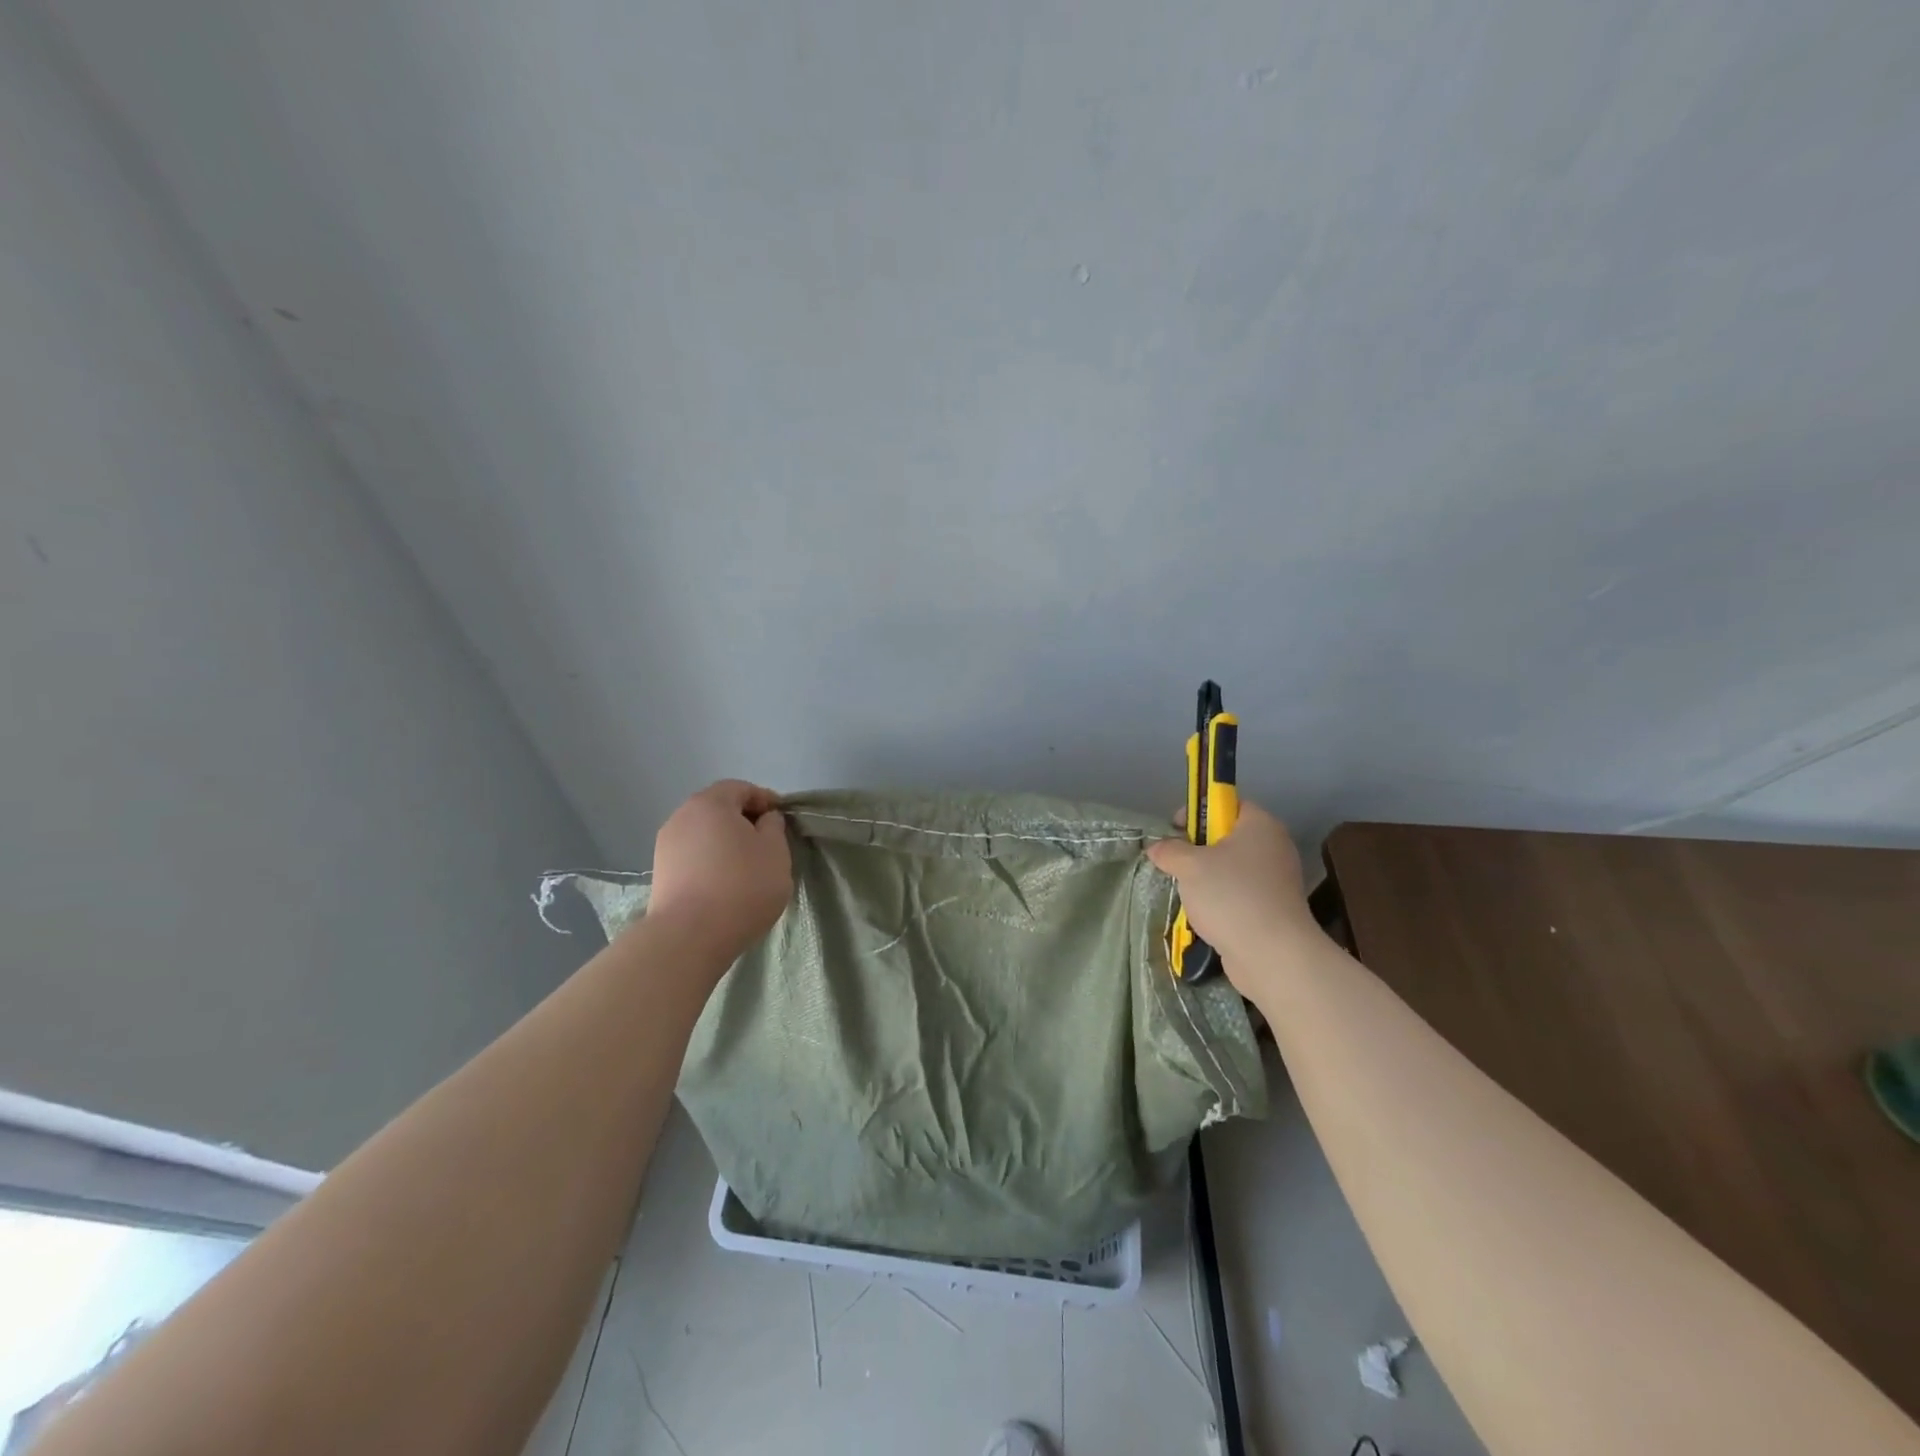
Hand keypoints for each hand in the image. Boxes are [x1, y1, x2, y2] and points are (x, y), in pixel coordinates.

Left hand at [647, 780, 792, 958]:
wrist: (689, 936)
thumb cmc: (742, 886)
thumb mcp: (776, 852)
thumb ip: (774, 827)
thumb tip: (764, 819)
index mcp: (711, 803)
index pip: (741, 788)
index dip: (765, 800)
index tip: (782, 820)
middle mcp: (682, 817)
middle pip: (719, 809)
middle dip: (744, 821)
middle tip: (767, 843)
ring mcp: (666, 846)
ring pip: (704, 834)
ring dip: (726, 843)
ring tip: (747, 867)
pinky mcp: (660, 874)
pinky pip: (693, 856)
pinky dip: (710, 862)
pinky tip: (725, 884)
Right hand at [1145, 801, 1320, 991]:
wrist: (1273, 954)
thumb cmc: (1231, 895)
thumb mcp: (1189, 865)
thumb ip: (1169, 850)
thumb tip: (1157, 847)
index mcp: (1260, 825)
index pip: (1228, 803)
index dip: (1199, 811)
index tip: (1175, 829)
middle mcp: (1273, 847)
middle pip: (1229, 836)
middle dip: (1198, 848)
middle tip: (1175, 862)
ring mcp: (1277, 880)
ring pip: (1232, 868)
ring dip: (1207, 878)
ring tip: (1185, 892)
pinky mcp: (1274, 909)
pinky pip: (1240, 894)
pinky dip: (1221, 901)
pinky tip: (1203, 915)